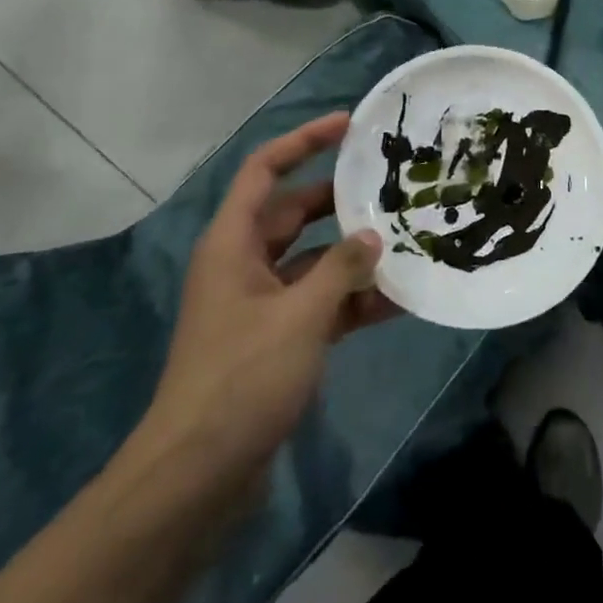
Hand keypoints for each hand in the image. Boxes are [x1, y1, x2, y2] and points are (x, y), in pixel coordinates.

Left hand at [132, 112, 395, 495]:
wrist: (198, 477)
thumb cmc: (242, 379)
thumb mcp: (300, 316)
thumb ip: (340, 269)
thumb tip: (371, 236)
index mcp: (233, 243)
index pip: (265, 170)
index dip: (304, 141)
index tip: (348, 125)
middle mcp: (243, 264)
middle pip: (293, 213)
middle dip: (339, 201)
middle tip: (389, 188)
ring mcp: (260, 304)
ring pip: (312, 261)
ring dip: (352, 256)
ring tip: (405, 241)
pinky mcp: (275, 341)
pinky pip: (318, 304)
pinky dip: (351, 300)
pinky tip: (398, 301)